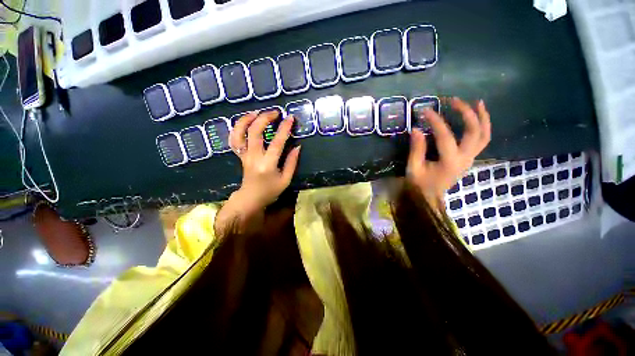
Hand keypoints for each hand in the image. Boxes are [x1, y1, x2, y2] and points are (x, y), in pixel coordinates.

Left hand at [215, 110, 300, 235]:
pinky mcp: (240, 155)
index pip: (277, 142)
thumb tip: (297, 146)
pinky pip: (234, 139)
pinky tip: (246, 122)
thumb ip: (292, 162)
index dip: (284, 129)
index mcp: (268, 165)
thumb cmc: (271, 191)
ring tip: (257, 112)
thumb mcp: (286, 179)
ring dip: (247, 119)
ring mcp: (244, 155)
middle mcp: (254, 157)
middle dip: (265, 118)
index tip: (290, 118)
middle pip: (255, 132)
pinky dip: (238, 128)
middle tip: (275, 113)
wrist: (251, 198)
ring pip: (239, 133)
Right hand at [407, 98, 490, 209]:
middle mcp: (465, 159)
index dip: (435, 121)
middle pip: (474, 131)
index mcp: (449, 162)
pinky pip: (482, 141)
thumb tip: (416, 129)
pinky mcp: (469, 159)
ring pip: (484, 135)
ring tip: (478, 102)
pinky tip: (479, 117)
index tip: (425, 110)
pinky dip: (483, 127)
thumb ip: (416, 149)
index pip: (445, 136)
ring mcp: (470, 159)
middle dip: (466, 113)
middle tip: (454, 101)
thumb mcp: (414, 168)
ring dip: (482, 118)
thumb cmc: (419, 185)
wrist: (430, 198)